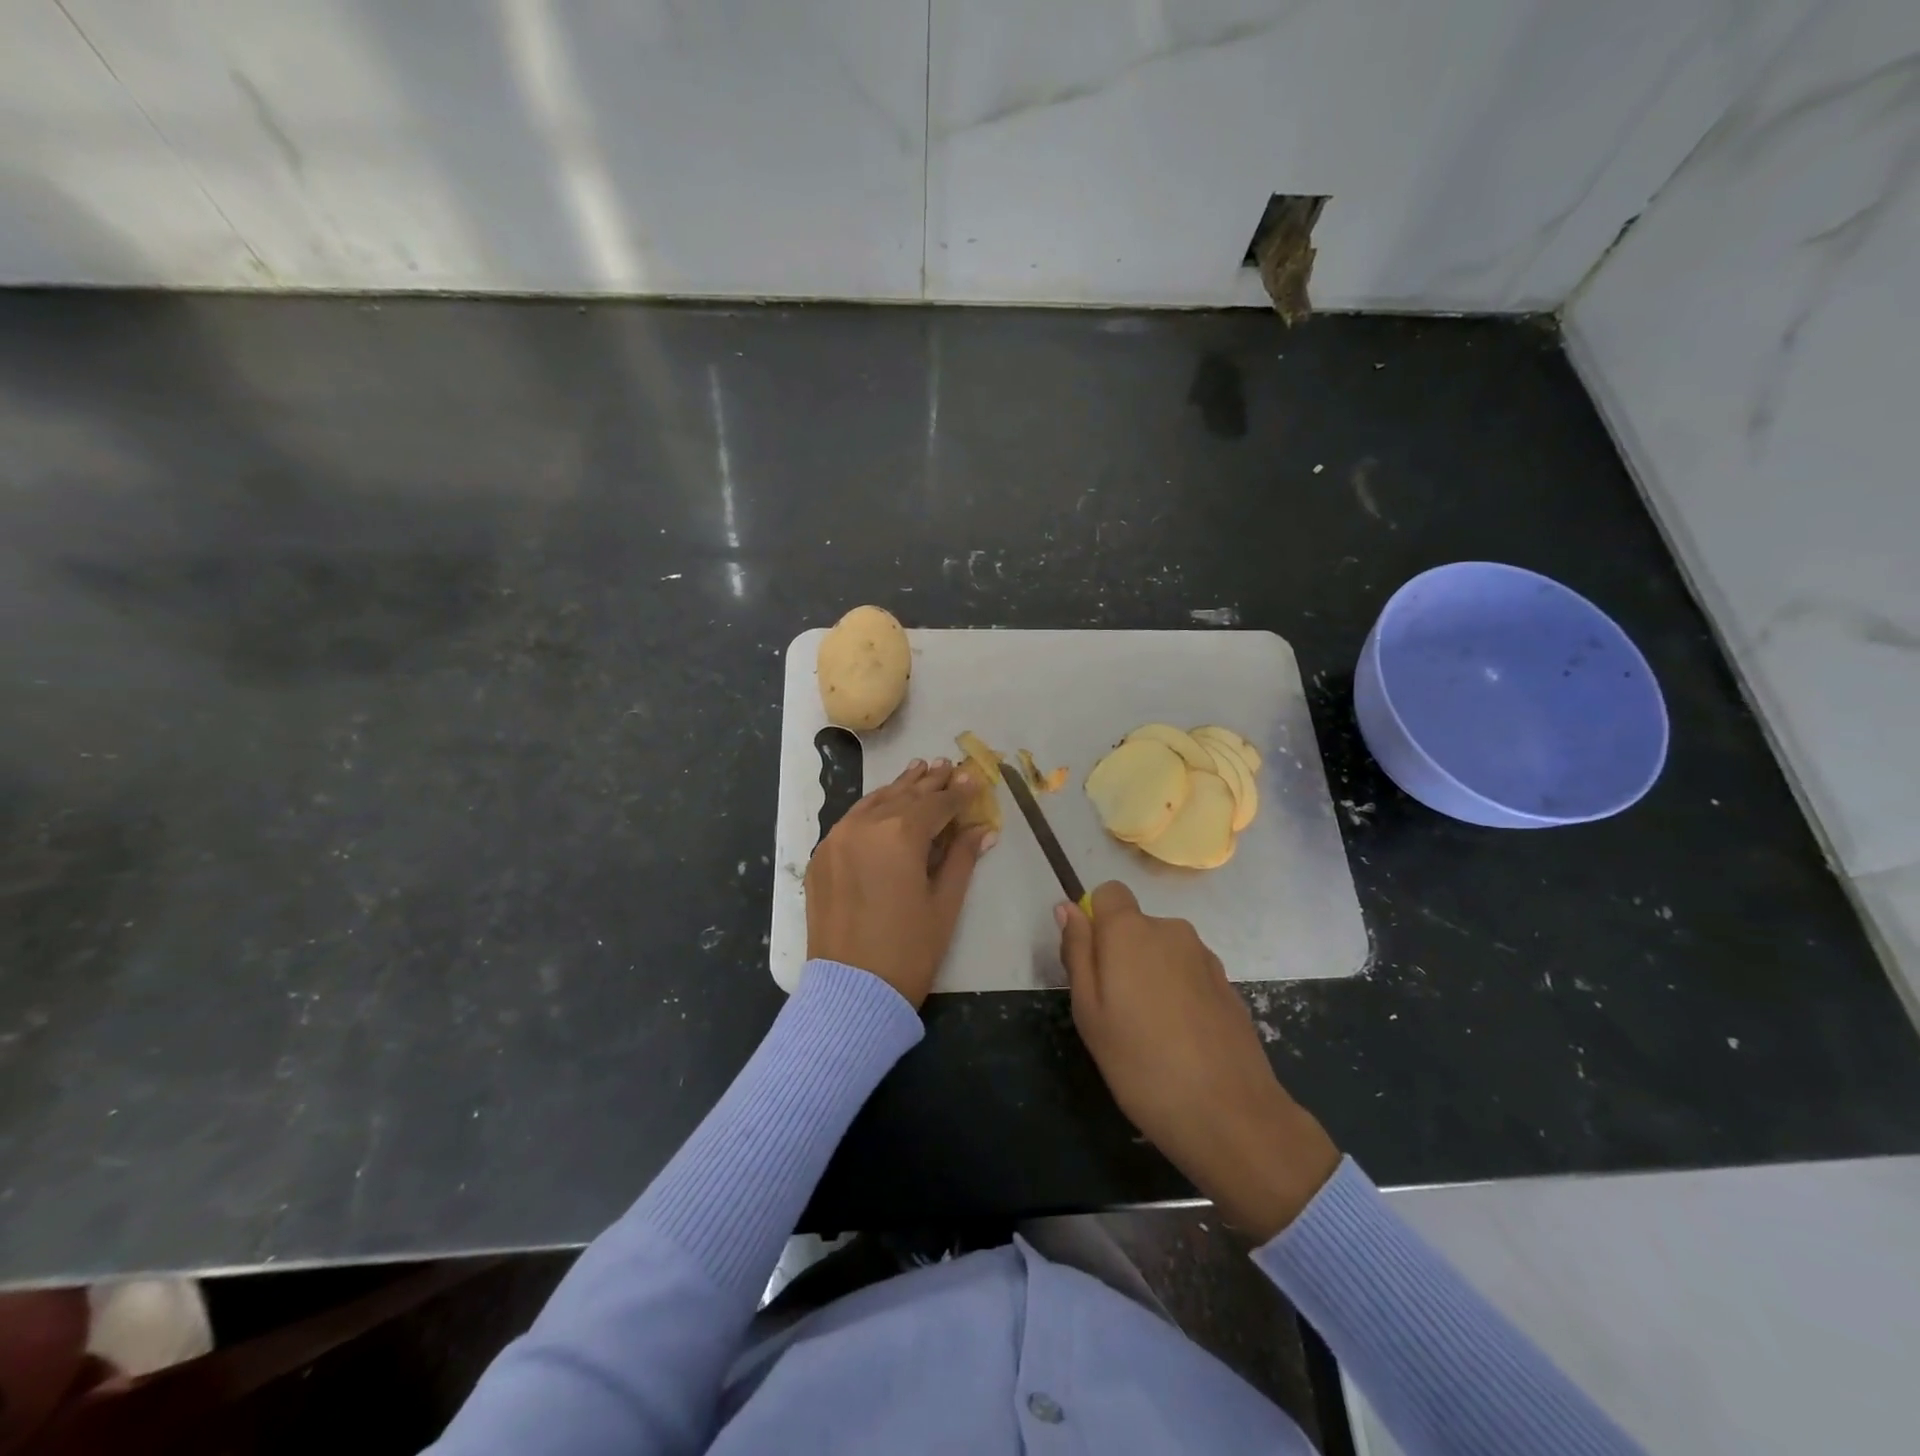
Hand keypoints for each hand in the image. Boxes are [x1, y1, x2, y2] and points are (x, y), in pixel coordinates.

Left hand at [806, 759, 995, 1007]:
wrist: (851, 992)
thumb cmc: (909, 950)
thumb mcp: (944, 903)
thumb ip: (961, 857)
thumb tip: (982, 829)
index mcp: (899, 835)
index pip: (936, 804)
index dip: (958, 793)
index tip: (974, 778)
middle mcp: (864, 826)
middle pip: (904, 796)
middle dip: (929, 782)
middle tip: (947, 766)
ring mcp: (836, 839)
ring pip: (874, 802)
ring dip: (899, 788)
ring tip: (918, 770)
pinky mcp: (821, 857)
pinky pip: (851, 821)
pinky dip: (872, 808)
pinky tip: (884, 803)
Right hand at [1058, 882, 1340, 1240]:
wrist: (1230, 1114)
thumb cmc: (1141, 1063)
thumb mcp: (1089, 1012)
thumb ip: (1077, 952)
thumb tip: (1067, 908)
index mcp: (1131, 930)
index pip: (1108, 893)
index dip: (1095, 921)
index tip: (1093, 966)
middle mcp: (1171, 930)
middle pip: (1136, 925)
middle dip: (1122, 954)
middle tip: (1115, 1011)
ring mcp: (1205, 956)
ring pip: (1163, 951)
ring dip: (1152, 975)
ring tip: (1151, 1032)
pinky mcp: (1228, 984)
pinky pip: (1188, 974)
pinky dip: (1179, 994)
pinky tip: (1181, 1039)